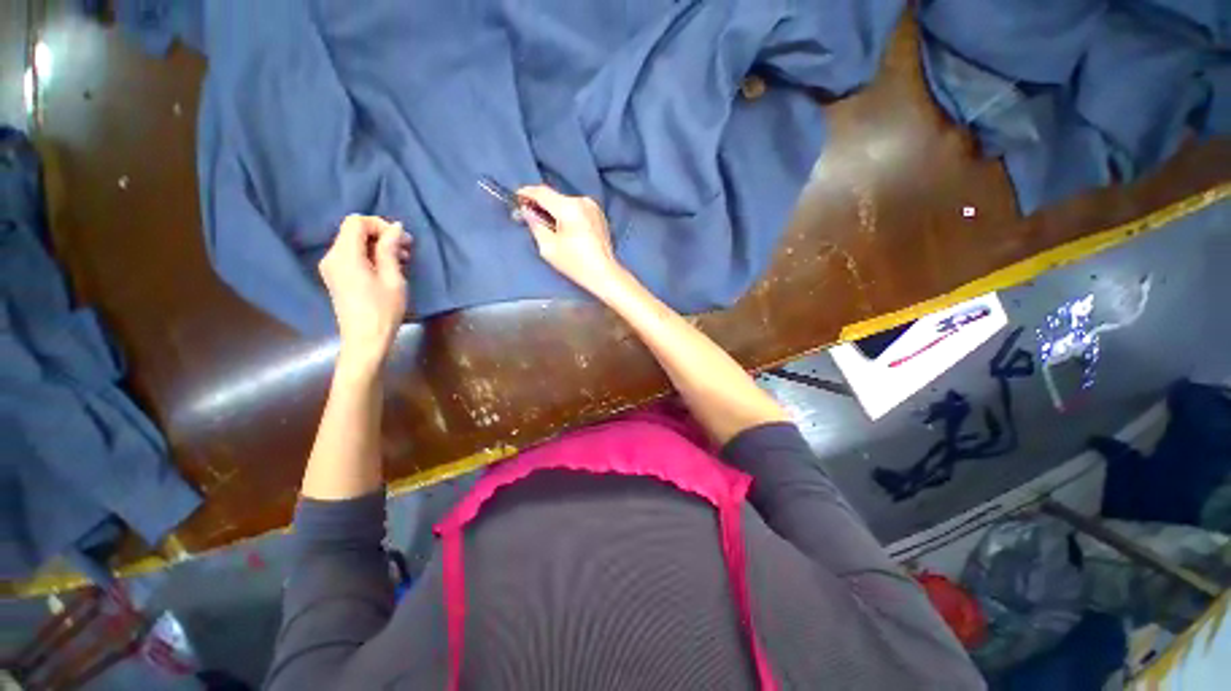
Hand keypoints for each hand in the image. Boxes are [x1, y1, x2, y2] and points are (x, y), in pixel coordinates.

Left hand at [318, 215, 410, 369]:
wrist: (365, 339)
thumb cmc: (383, 310)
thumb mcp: (393, 278)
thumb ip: (390, 249)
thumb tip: (395, 227)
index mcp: (344, 256)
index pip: (356, 222)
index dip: (380, 225)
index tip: (401, 240)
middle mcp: (332, 257)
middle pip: (354, 231)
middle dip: (381, 235)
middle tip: (407, 250)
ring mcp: (331, 267)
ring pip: (354, 243)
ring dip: (378, 246)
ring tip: (402, 261)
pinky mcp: (336, 276)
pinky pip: (352, 256)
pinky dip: (370, 256)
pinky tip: (388, 269)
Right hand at [517, 185, 626, 298]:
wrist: (604, 274)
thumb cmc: (575, 264)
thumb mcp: (548, 247)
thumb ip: (535, 225)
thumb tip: (527, 211)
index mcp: (569, 207)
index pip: (542, 192)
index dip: (526, 193)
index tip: (516, 198)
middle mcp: (582, 201)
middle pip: (555, 197)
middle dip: (540, 204)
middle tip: (529, 215)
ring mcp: (593, 207)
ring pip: (566, 203)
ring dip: (554, 210)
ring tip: (546, 224)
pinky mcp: (599, 215)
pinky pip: (577, 209)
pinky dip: (567, 214)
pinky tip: (564, 228)